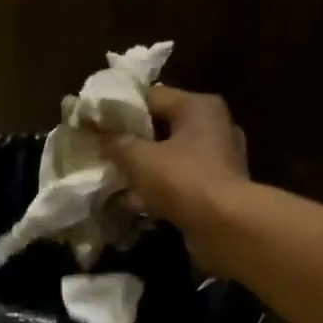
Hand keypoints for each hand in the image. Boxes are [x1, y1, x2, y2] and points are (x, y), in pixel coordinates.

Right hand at [105, 85, 250, 231]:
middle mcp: (213, 125)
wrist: (225, 226)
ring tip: (116, 180)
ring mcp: (219, 158)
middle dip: (133, 142)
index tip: (97, 124)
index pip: (152, 96)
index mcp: (198, 107)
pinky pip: (180, 181)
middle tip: (105, 153)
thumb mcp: (140, 159)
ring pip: (171, 156)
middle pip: (163, 127)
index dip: (121, 109)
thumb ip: (117, 143)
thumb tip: (100, 135)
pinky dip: (160, 189)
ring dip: (145, 169)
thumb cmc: (183, 181)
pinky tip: (136, 203)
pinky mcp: (217, 187)